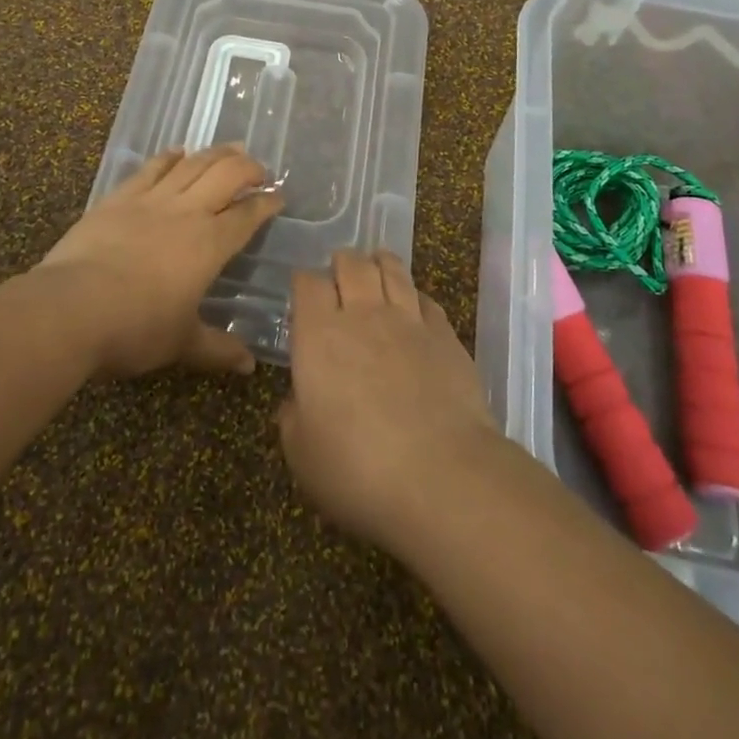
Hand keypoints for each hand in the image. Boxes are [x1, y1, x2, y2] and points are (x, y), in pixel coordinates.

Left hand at [38, 145, 283, 379]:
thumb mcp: (181, 343)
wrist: (72, 307)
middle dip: (248, 167)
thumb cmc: (136, 327)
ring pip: (192, 164)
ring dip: (216, 153)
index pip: (248, 215)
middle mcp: (187, 212)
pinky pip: (151, 168)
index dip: (266, 204)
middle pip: (226, 175)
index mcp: (210, 244)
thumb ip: (217, 349)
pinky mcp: (119, 198)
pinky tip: (178, 151)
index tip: (279, 197)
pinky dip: (169, 156)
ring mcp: (151, 200)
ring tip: (231, 148)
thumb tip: (249, 367)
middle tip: (259, 169)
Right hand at [276, 251, 502, 552]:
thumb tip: (295, 401)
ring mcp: (409, 321)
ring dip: (380, 263)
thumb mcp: (302, 455)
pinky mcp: (446, 336)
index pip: (308, 283)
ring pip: (392, 269)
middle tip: (339, 275)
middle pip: (351, 264)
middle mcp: (363, 314)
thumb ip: (292, 419)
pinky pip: (427, 299)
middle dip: (342, 263)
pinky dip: (415, 296)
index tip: (303, 294)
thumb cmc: (358, 468)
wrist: (442, 476)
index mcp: (319, 335)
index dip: (303, 283)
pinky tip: (414, 306)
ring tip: (376, 266)